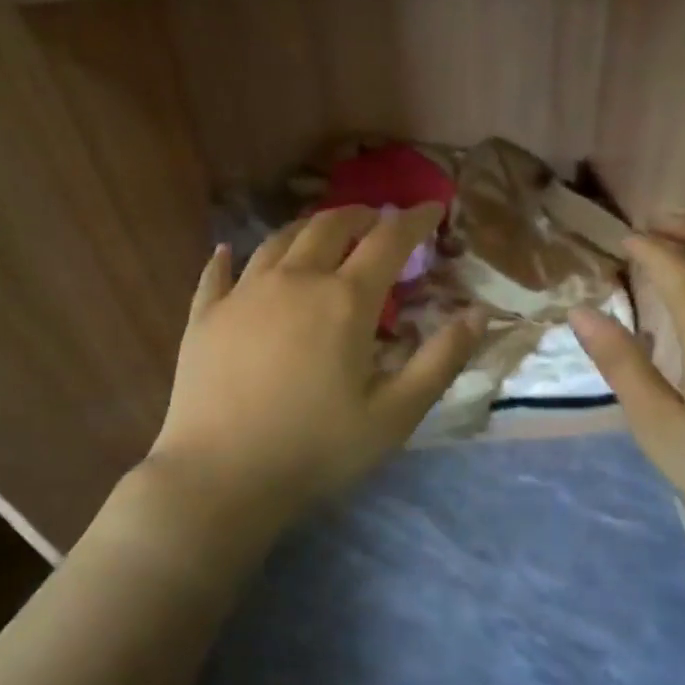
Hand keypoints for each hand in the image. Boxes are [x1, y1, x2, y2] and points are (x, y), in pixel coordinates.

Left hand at [146, 203, 482, 533]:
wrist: (220, 476)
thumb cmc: (316, 449)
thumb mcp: (395, 414)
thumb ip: (440, 360)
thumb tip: (479, 313)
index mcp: (345, 300)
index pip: (388, 240)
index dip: (415, 219)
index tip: (433, 208)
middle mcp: (294, 280)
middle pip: (329, 226)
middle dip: (360, 216)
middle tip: (375, 220)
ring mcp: (243, 293)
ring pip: (279, 240)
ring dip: (307, 228)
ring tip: (320, 233)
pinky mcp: (205, 315)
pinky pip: (218, 272)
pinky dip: (230, 257)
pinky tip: (229, 251)